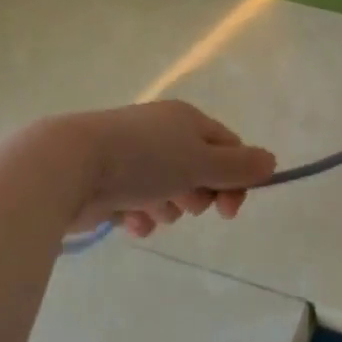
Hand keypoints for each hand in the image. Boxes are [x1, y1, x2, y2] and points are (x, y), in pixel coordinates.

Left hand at [58, 100, 275, 237]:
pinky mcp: (108, 181)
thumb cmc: (143, 160)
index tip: (229, 211)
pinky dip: (138, 216)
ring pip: (168, 191)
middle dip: (196, 195)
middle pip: (199, 171)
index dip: (235, 179)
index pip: (228, 147)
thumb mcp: (199, 162)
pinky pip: (137, 204)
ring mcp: (133, 157)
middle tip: (183, 202)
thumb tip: (272, 161)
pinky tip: (128, 221)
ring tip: (150, 209)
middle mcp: (162, 134)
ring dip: (166, 207)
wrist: (69, 165)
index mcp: (187, 120)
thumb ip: (238, 167)